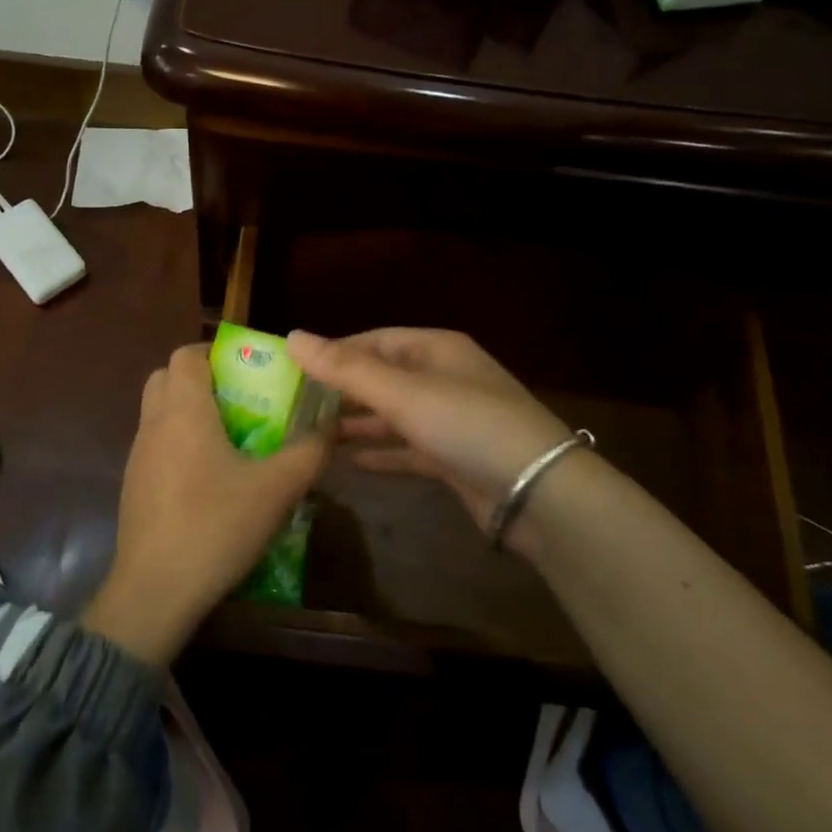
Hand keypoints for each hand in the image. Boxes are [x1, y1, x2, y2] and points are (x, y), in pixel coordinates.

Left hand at [82, 345, 328, 665]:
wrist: (154, 591)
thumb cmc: (215, 526)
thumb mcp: (276, 489)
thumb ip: (309, 452)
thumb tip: (330, 426)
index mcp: (183, 411)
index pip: (186, 354)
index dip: (216, 352)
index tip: (249, 369)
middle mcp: (154, 424)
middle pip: (167, 378)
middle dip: (202, 379)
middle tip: (241, 399)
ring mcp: (139, 456)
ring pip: (159, 412)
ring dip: (190, 412)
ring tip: (233, 438)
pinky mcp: (134, 486)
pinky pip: (157, 445)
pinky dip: (180, 443)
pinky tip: (211, 478)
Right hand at [286, 328, 594, 558]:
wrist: (539, 494)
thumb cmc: (468, 425)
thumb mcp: (404, 393)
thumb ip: (346, 368)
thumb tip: (292, 336)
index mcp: (436, 350)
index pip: (374, 341)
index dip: (334, 352)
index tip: (293, 370)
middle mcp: (443, 379)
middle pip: (382, 377)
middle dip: (342, 391)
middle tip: (293, 406)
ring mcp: (451, 420)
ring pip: (393, 415)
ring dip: (357, 423)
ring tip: (311, 433)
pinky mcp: (454, 458)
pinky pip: (408, 449)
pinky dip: (381, 452)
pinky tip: (350, 461)